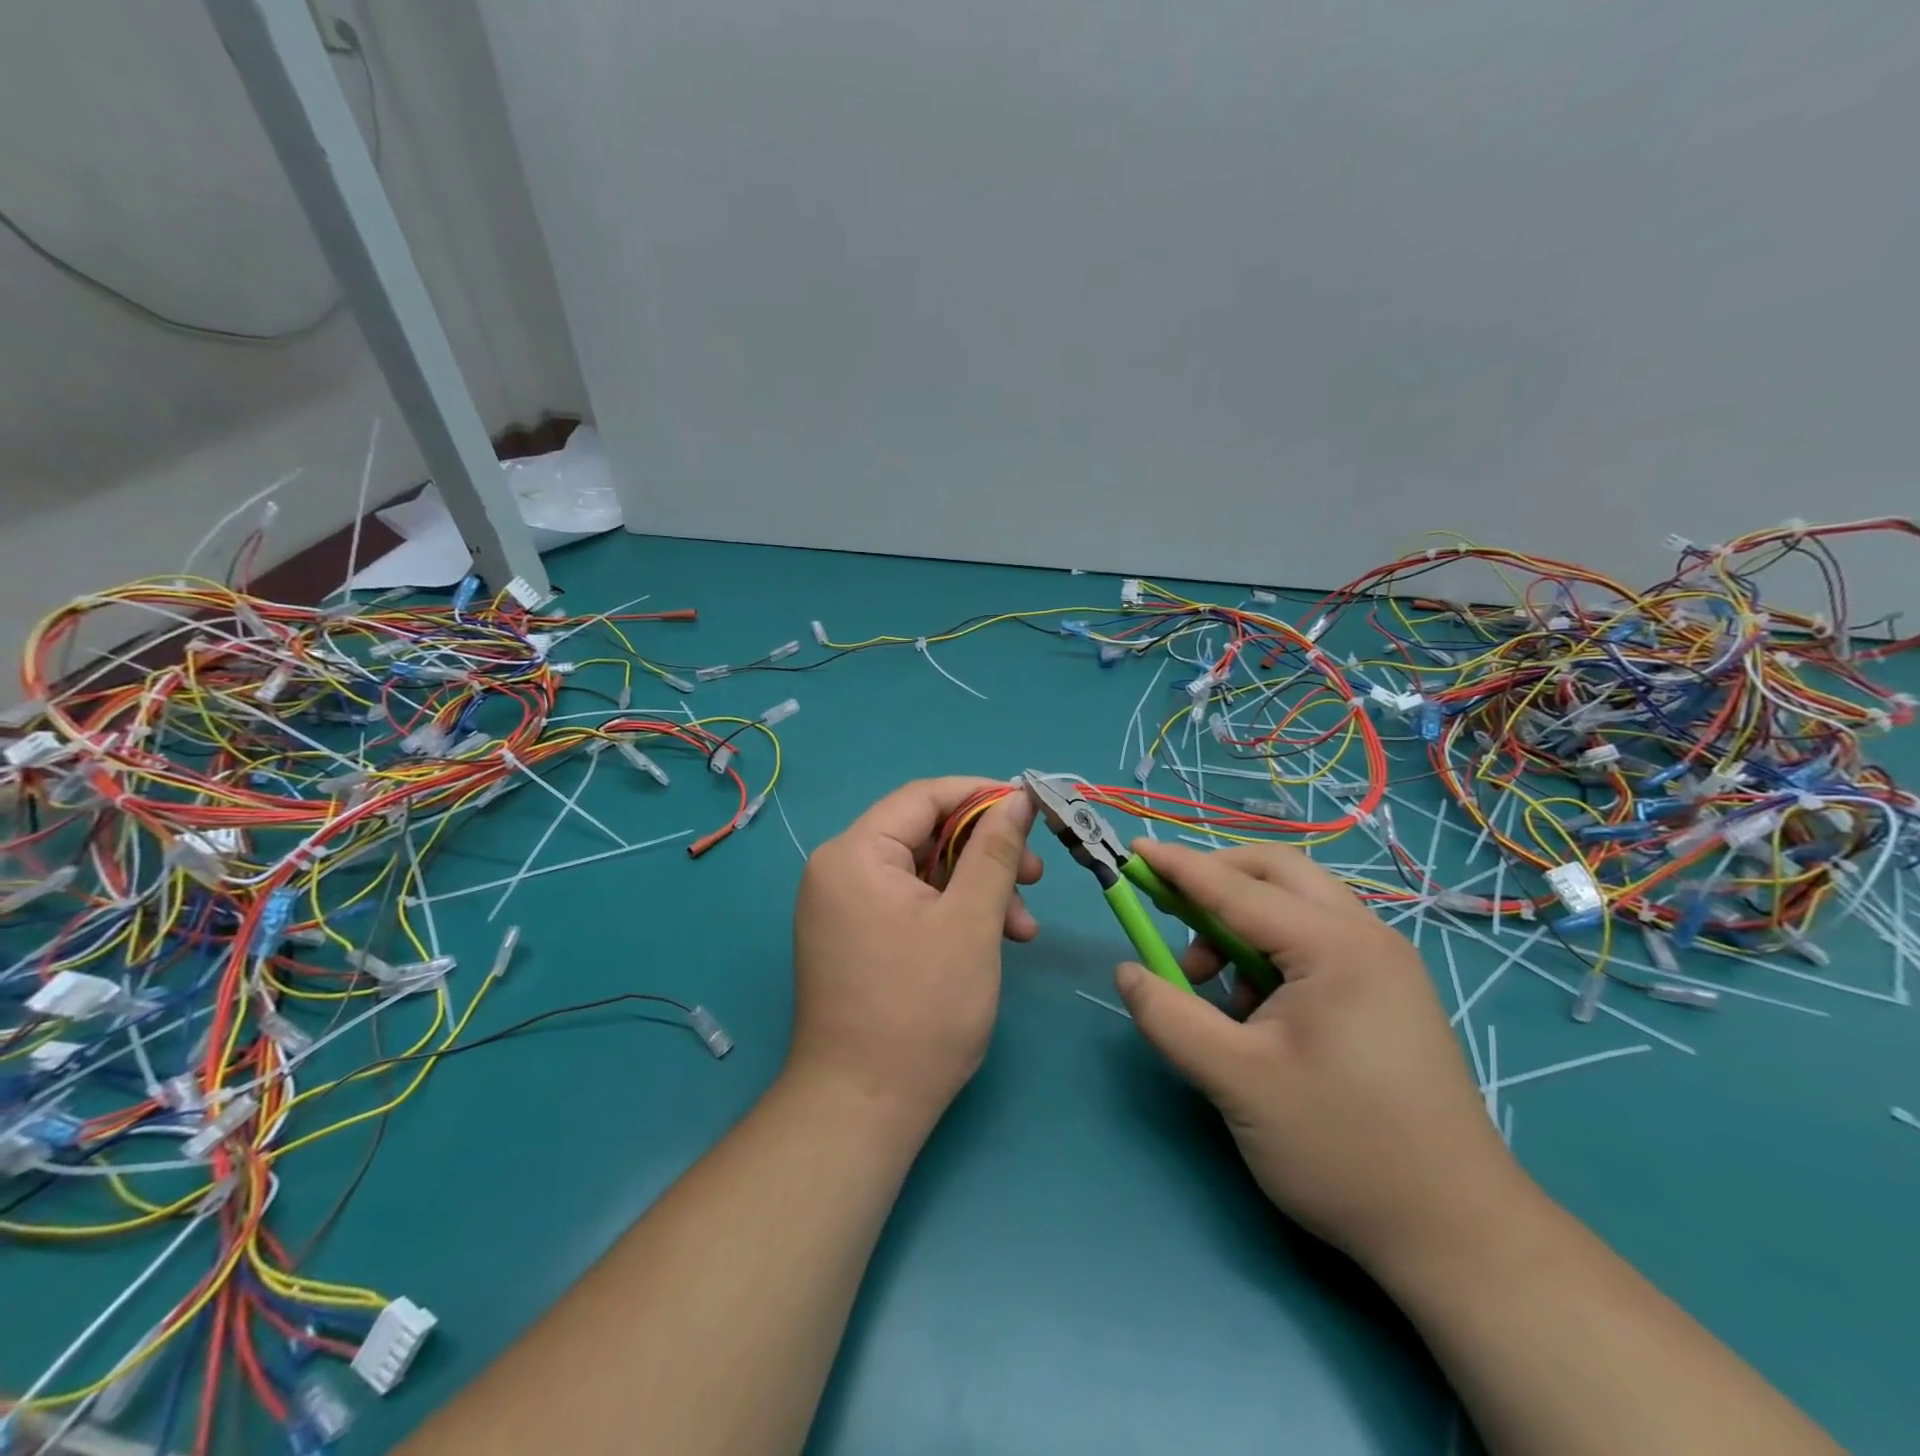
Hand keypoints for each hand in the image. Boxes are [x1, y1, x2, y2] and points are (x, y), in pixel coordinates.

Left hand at [790, 778, 1041, 1120]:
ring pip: (924, 871)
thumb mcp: (971, 922)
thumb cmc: (921, 1011)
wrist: (861, 1110)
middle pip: (925, 833)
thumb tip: (1018, 798)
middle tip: (1034, 877)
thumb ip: (995, 851)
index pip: (924, 796)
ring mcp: (843, 905)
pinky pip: (910, 902)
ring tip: (1022, 928)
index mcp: (856, 853)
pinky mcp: (854, 936)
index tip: (1033, 810)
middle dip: (985, 852)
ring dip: (976, 889)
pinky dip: (952, 913)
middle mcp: (840, 869)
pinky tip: (993, 940)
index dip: (983, 796)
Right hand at [1112, 839, 1526, 1272]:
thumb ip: (1169, 1017)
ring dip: (1241, 921)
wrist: (1457, 1233)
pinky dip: (1270, 951)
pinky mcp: (1387, 992)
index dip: (1178, 867)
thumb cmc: (1341, 1148)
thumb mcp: (1236, 1081)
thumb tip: (1126, 972)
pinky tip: (1256, 1011)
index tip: (1133, 852)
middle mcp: (1366, 937)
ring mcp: (1384, 964)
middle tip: (1171, 913)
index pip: (1236, 888)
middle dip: (1216, 881)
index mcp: (1334, 947)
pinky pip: (1315, 940)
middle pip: (1276, 874)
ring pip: (1296, 905)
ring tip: (1211, 984)